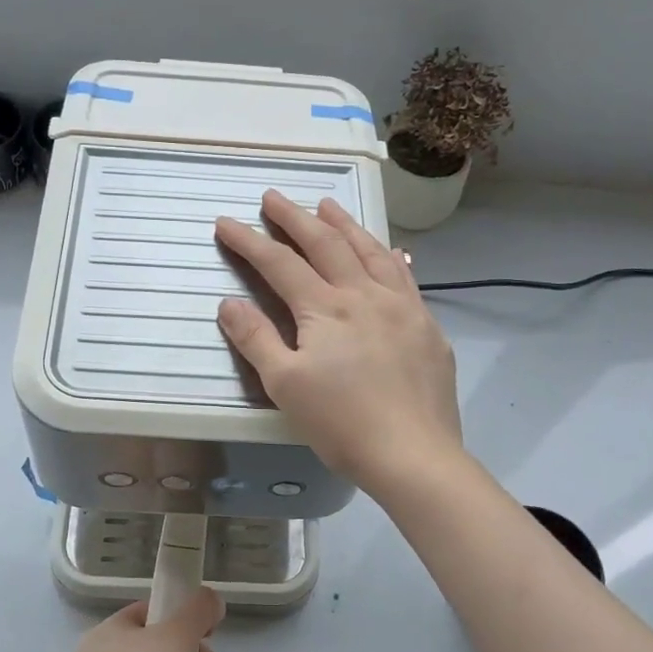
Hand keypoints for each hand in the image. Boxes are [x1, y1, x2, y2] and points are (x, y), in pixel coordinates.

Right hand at [214, 191, 463, 496]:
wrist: (414, 454)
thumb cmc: (342, 423)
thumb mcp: (285, 385)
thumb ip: (256, 339)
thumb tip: (229, 303)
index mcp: (326, 308)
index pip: (279, 263)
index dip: (249, 241)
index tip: (226, 222)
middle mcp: (365, 294)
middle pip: (326, 244)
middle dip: (295, 218)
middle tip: (273, 197)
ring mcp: (402, 307)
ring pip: (371, 251)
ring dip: (345, 225)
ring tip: (327, 206)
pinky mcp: (426, 327)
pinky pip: (405, 277)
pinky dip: (389, 257)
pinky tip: (391, 252)